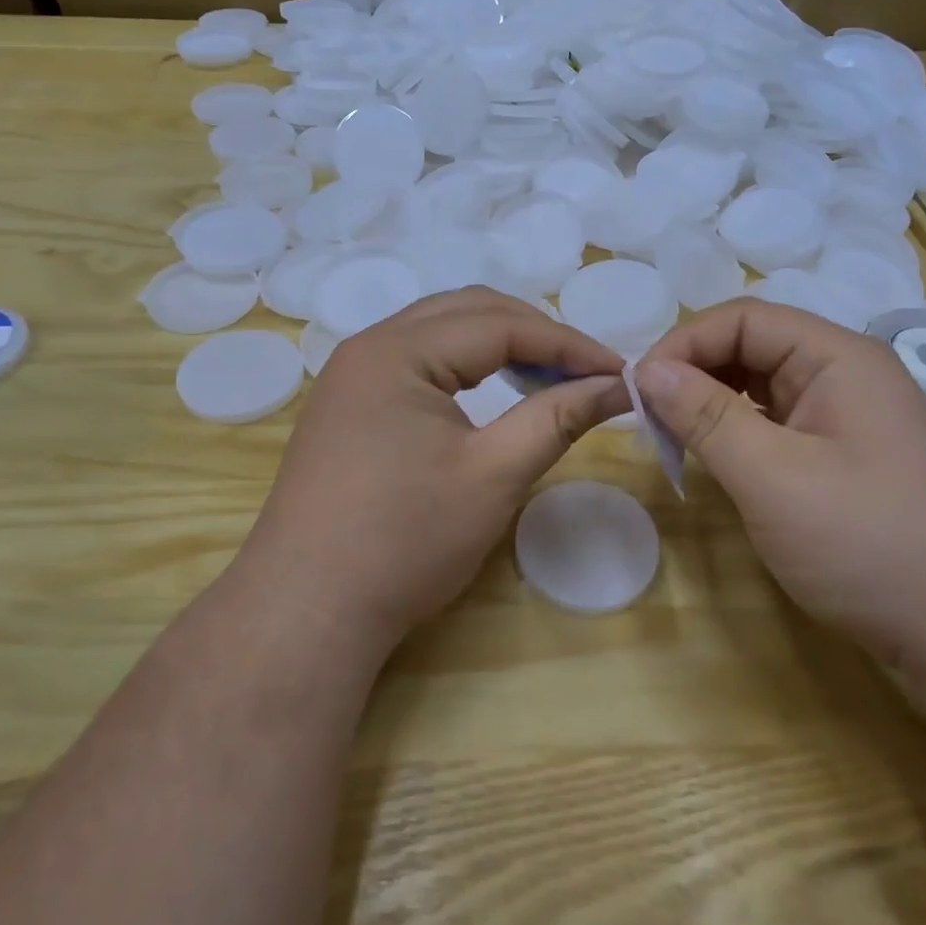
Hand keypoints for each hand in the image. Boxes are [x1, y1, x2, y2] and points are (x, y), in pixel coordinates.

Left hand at [234, 288, 630, 659]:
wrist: (306, 611)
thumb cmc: (405, 540)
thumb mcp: (493, 475)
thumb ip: (556, 418)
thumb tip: (618, 386)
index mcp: (398, 350)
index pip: (500, 324)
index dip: (567, 344)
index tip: (619, 372)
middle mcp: (369, 347)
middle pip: (467, 313)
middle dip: (534, 334)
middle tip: (585, 372)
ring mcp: (351, 377)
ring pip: (440, 334)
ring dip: (499, 346)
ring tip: (547, 379)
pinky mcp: (347, 408)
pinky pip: (417, 363)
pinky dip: (465, 368)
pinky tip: (491, 395)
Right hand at [636, 299, 925, 674]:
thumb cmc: (869, 543)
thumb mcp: (773, 477)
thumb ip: (706, 417)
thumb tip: (646, 370)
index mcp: (836, 357)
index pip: (743, 319)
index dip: (684, 344)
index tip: (638, 390)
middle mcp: (843, 374)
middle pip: (751, 347)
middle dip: (693, 372)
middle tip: (648, 417)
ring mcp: (845, 417)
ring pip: (759, 386)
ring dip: (710, 403)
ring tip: (671, 437)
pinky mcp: (841, 457)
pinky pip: (774, 424)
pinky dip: (734, 433)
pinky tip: (713, 459)